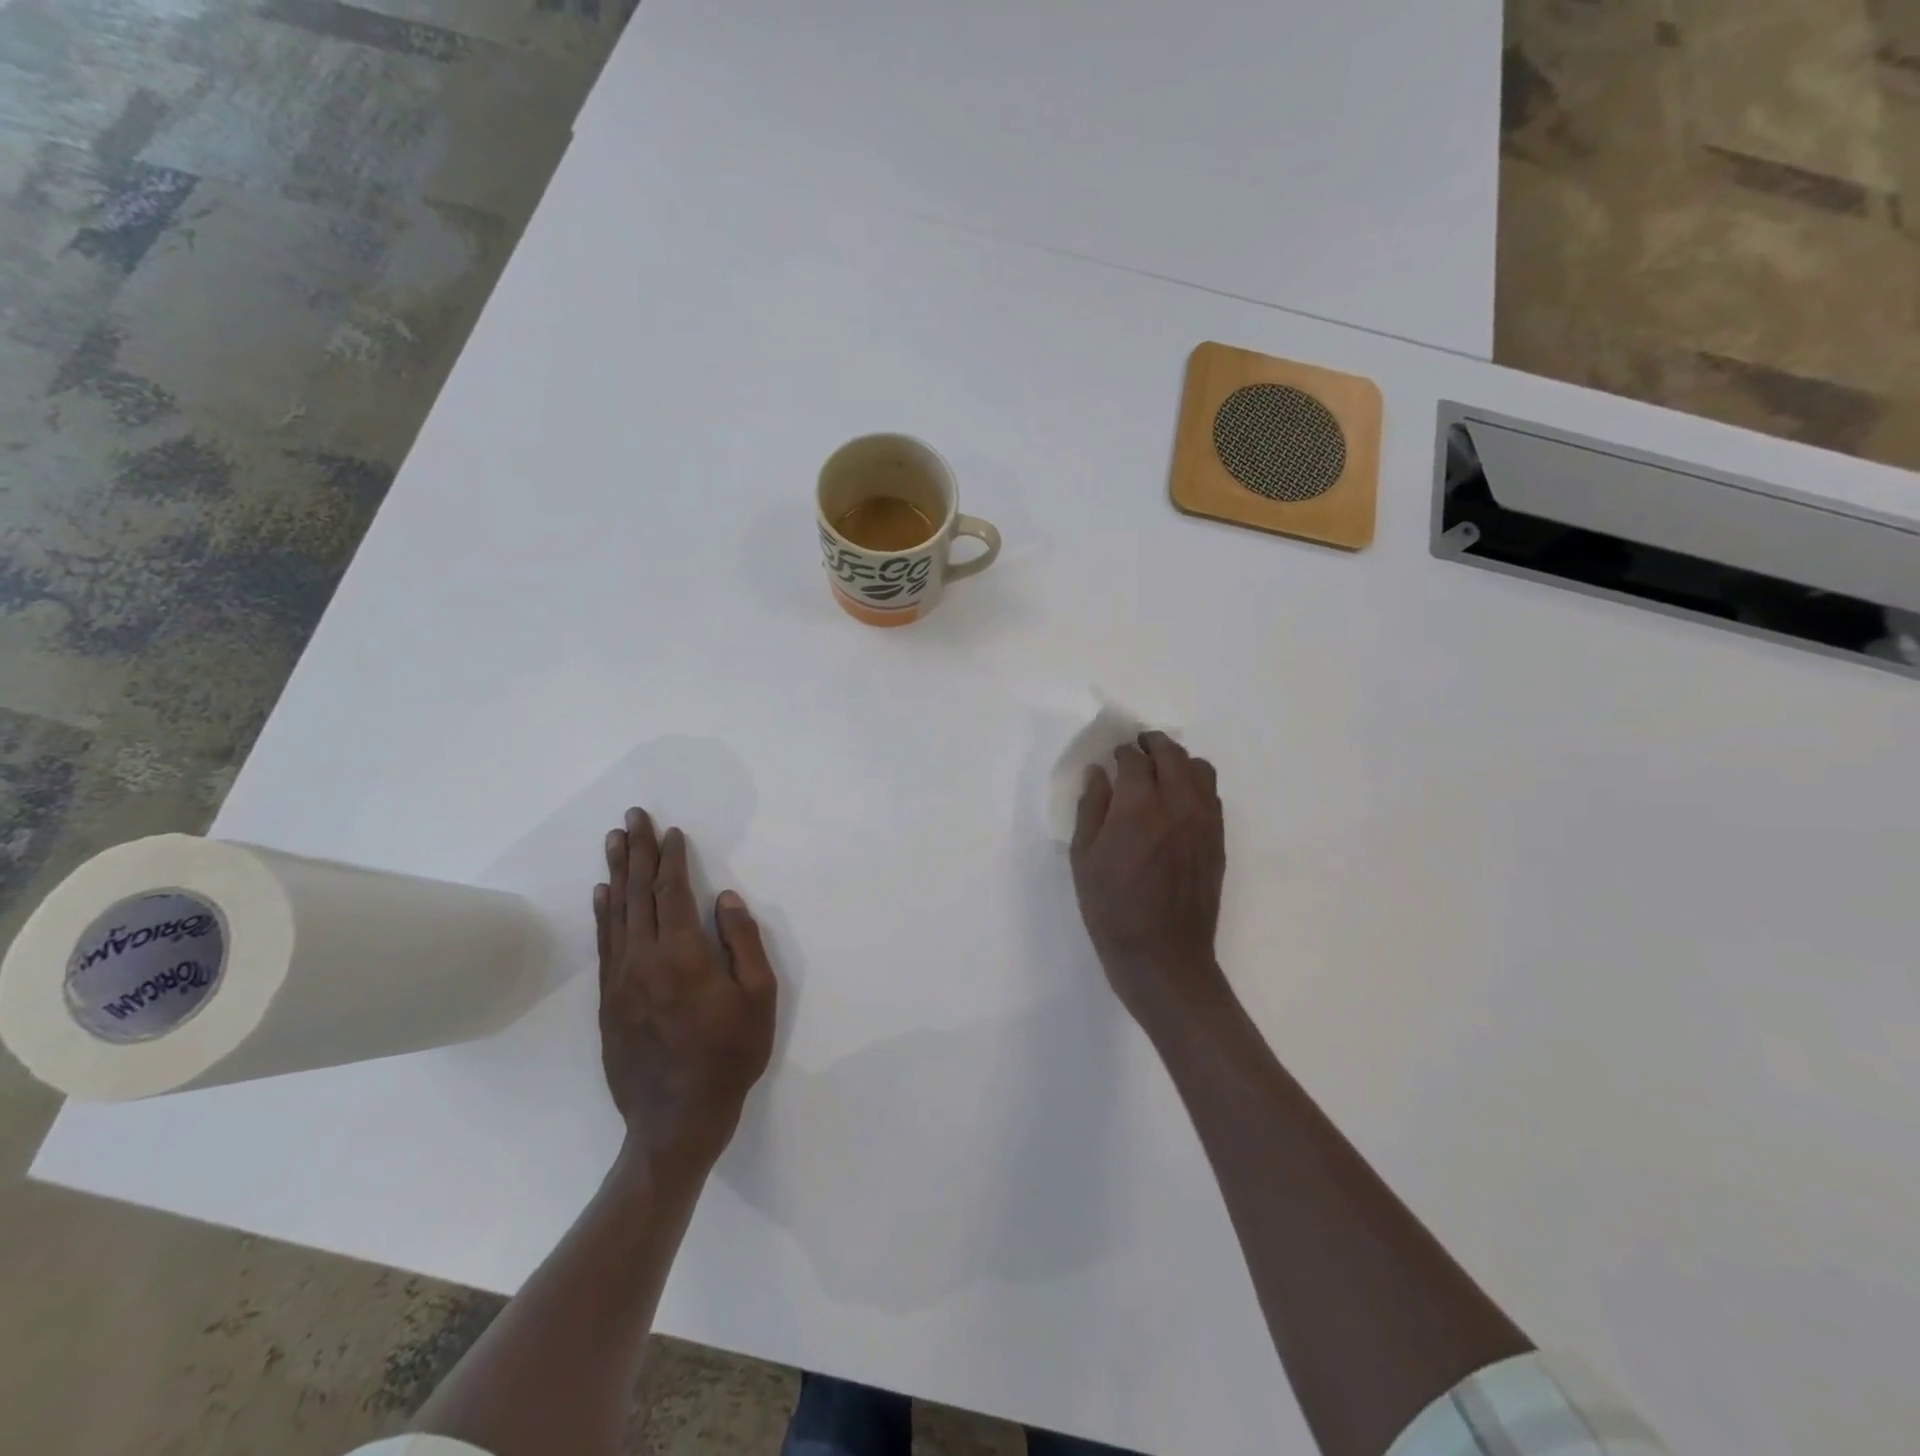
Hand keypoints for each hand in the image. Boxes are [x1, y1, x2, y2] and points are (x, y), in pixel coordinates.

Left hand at [595, 808, 776, 1179]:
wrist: (677, 1119)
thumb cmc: (730, 1056)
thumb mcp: (759, 997)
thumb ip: (742, 942)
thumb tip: (724, 898)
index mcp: (683, 955)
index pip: (673, 893)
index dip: (672, 859)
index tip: (672, 832)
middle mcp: (644, 959)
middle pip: (637, 894)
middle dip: (636, 851)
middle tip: (632, 816)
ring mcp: (621, 980)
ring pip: (616, 914)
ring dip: (616, 873)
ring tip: (613, 841)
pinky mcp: (609, 1001)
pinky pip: (605, 944)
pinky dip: (603, 913)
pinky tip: (603, 894)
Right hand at [1070, 732, 1227, 1026]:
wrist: (1163, 957)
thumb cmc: (1112, 910)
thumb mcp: (1084, 859)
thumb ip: (1091, 808)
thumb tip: (1099, 773)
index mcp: (1139, 808)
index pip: (1135, 760)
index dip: (1122, 753)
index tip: (1114, 758)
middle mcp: (1178, 805)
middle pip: (1172, 754)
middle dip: (1153, 745)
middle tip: (1138, 750)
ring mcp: (1204, 821)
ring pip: (1200, 769)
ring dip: (1178, 762)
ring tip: (1161, 773)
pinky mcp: (1219, 840)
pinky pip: (1212, 795)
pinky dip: (1195, 785)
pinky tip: (1178, 802)